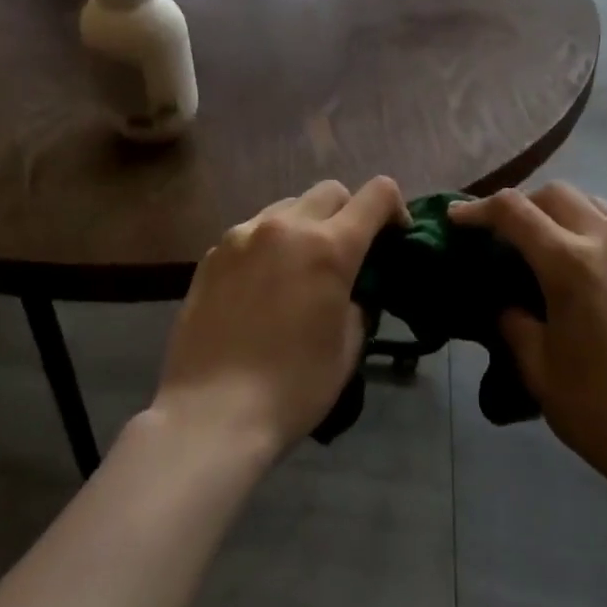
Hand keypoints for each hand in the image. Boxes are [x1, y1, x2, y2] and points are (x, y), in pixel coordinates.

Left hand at [152, 177, 407, 456]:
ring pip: (289, 206)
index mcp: (330, 247)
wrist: (211, 414)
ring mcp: (243, 235)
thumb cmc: (293, 387)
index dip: (395, 208)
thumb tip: (350, 291)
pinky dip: (269, 245)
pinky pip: (253, 231)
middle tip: (347, 254)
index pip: (377, 194)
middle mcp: (287, 227)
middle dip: (349, 213)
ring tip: (300, 268)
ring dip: (306, 226)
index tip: (395, 237)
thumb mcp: (347, 347)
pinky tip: (261, 286)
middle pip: (331, 191)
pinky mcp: (212, 254)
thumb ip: (358, 303)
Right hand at [450, 183, 606, 495]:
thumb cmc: (599, 409)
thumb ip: (512, 320)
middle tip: (502, 233)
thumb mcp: (537, 367)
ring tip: (544, 242)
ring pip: (592, 202)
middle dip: (521, 204)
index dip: (478, 209)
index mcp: (571, 263)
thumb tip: (505, 300)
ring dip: (559, 211)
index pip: (514, 211)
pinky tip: (585, 262)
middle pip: (555, 193)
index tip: (456, 218)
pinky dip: (591, 227)